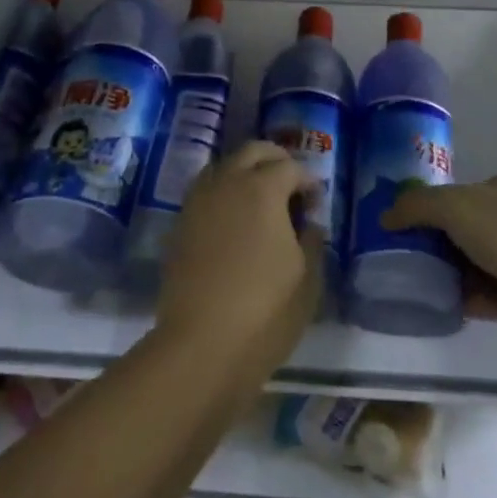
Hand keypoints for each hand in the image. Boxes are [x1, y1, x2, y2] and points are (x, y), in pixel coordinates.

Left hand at [156, 142, 322, 373]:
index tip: (316, 203)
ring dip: (245, 172)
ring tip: (261, 199)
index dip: (308, 181)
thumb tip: (306, 222)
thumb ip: (311, 239)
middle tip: (291, 184)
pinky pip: (205, 191)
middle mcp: (227, 183)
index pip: (290, 167)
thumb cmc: (265, 311)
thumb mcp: (308, 278)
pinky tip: (234, 220)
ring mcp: (198, 201)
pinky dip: (223, 192)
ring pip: (223, 166)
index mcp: (262, 189)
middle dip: (276, 159)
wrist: (200, 345)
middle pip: (252, 151)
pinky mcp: (180, 224)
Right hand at [382, 175, 496, 334]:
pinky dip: (475, 301)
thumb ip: (416, 206)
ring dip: (457, 276)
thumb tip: (385, 216)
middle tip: (410, 263)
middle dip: (442, 246)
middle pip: (468, 230)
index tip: (405, 231)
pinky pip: (496, 295)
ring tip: (425, 290)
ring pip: (482, 264)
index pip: (458, 195)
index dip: (431, 210)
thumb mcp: (452, 207)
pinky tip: (451, 309)